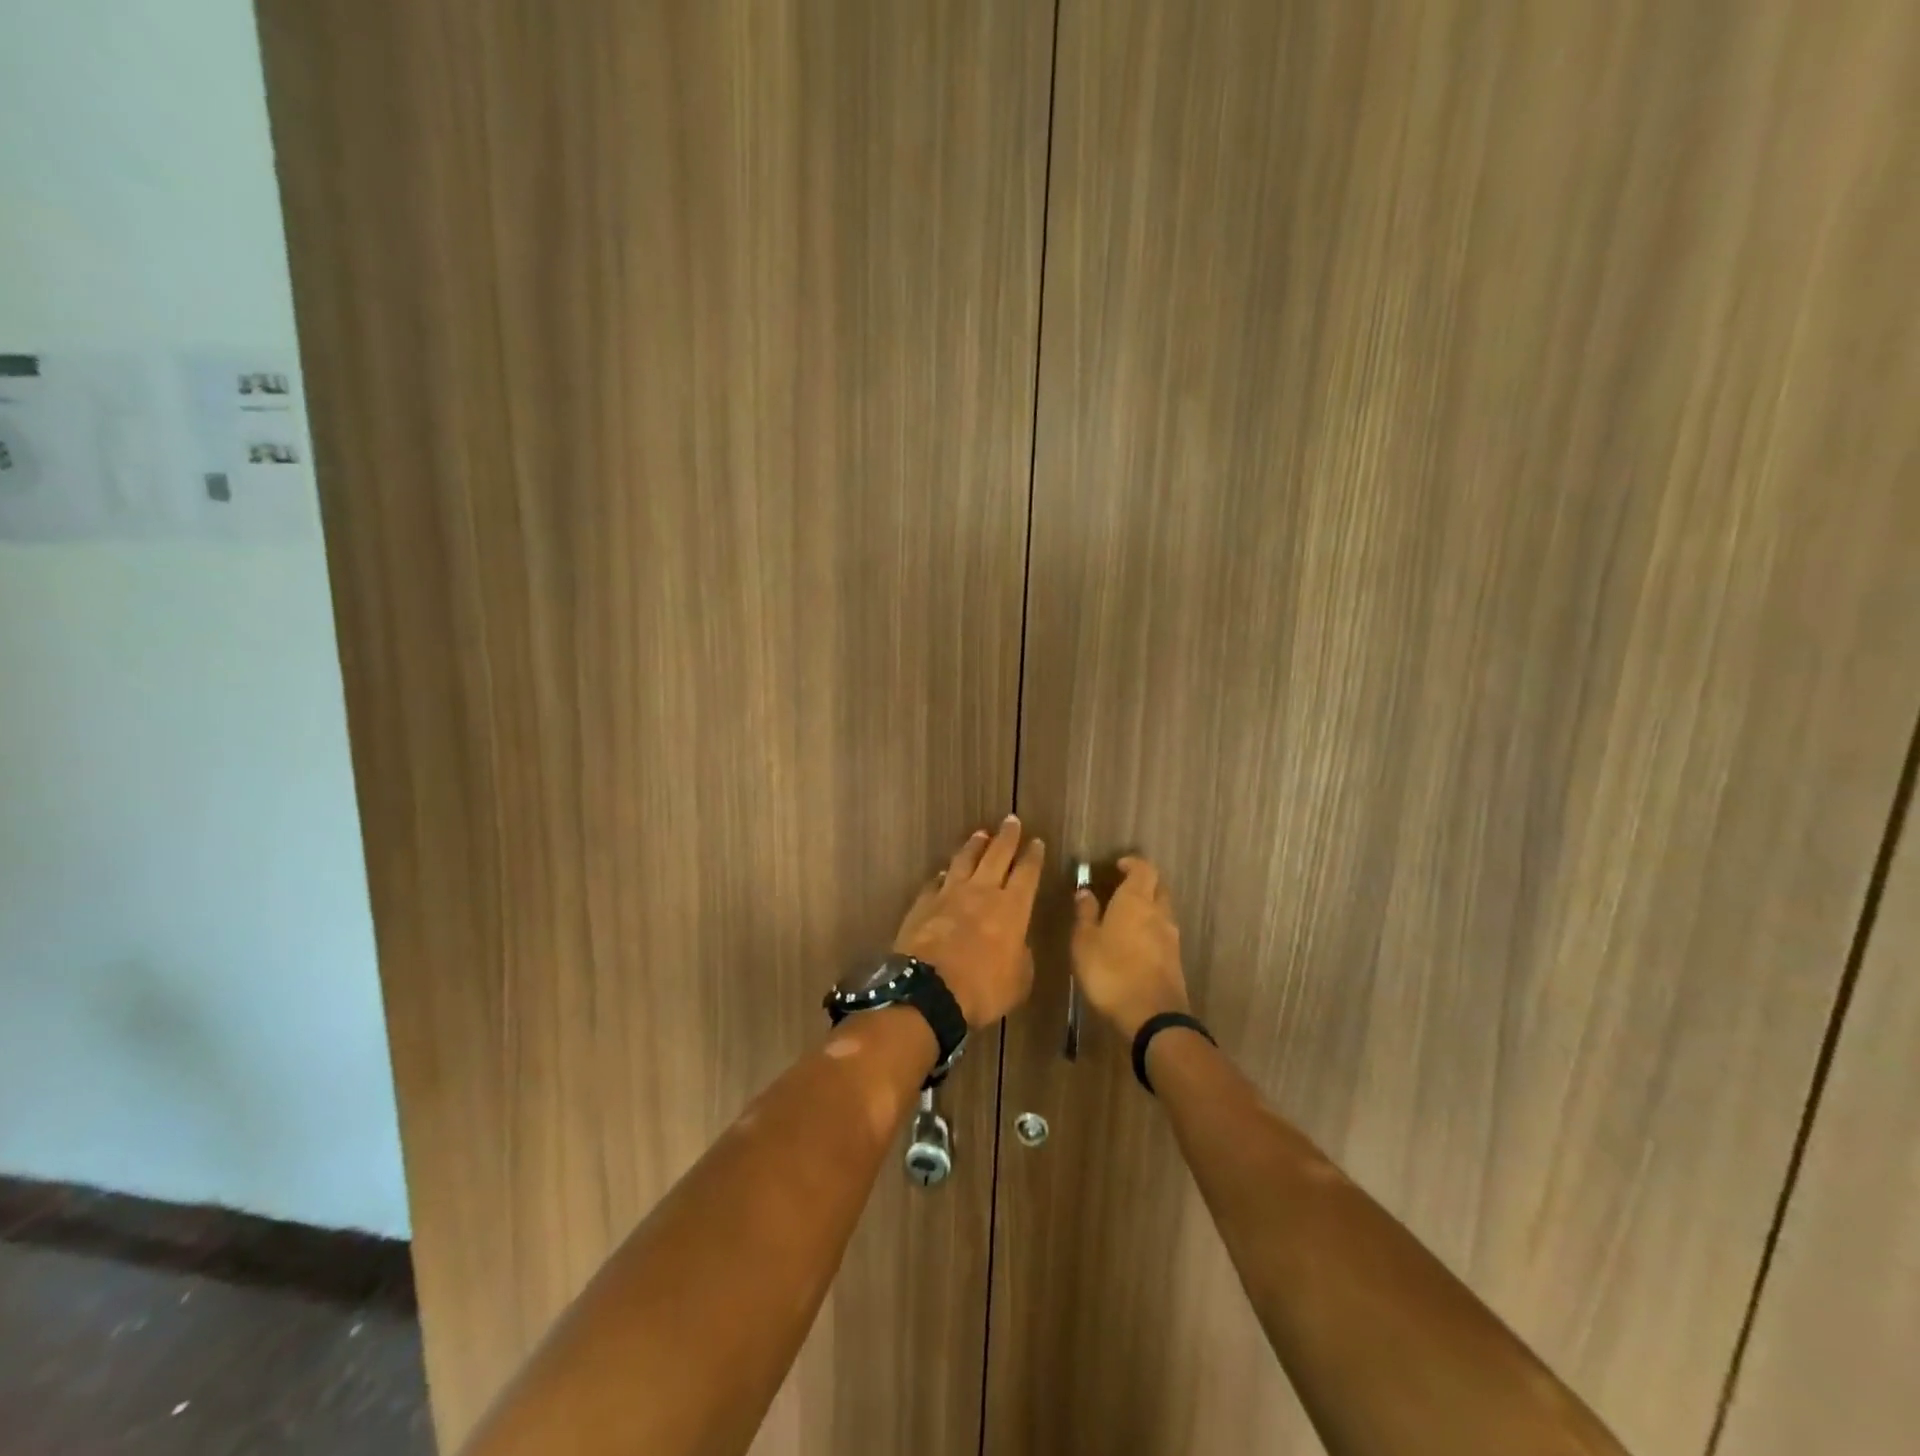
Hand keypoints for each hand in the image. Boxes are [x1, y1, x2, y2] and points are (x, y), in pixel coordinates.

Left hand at [894, 817, 1043, 1028]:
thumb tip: (1016, 944)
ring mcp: (949, 894)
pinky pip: (936, 881)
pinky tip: (944, 872)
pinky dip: (944, 874)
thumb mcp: (1019, 981)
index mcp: (1012, 909)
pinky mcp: (923, 903)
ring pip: (964, 860)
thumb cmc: (983, 989)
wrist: (929, 991)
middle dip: (1006, 837)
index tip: (1036, 841)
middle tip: (1011, 820)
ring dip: (974, 845)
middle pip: (997, 855)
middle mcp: (982, 892)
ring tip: (980, 833)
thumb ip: (1021, 956)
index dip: (1033, 857)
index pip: (1027, 874)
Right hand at [1072, 855, 1190, 1040]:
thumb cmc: (1110, 972)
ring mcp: (1171, 937)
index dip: (1132, 863)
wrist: (1152, 1017)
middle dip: (1143, 884)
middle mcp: (1158, 912)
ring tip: (1124, 919)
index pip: (1144, 868)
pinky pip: (1163, 934)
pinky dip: (1151, 931)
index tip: (1117, 866)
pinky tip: (1134, 945)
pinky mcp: (1176, 960)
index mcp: (1136, 900)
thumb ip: (1085, 914)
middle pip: (1158, 887)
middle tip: (1121, 889)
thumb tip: (1085, 891)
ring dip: (1148, 909)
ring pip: (1162, 911)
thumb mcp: (1084, 942)